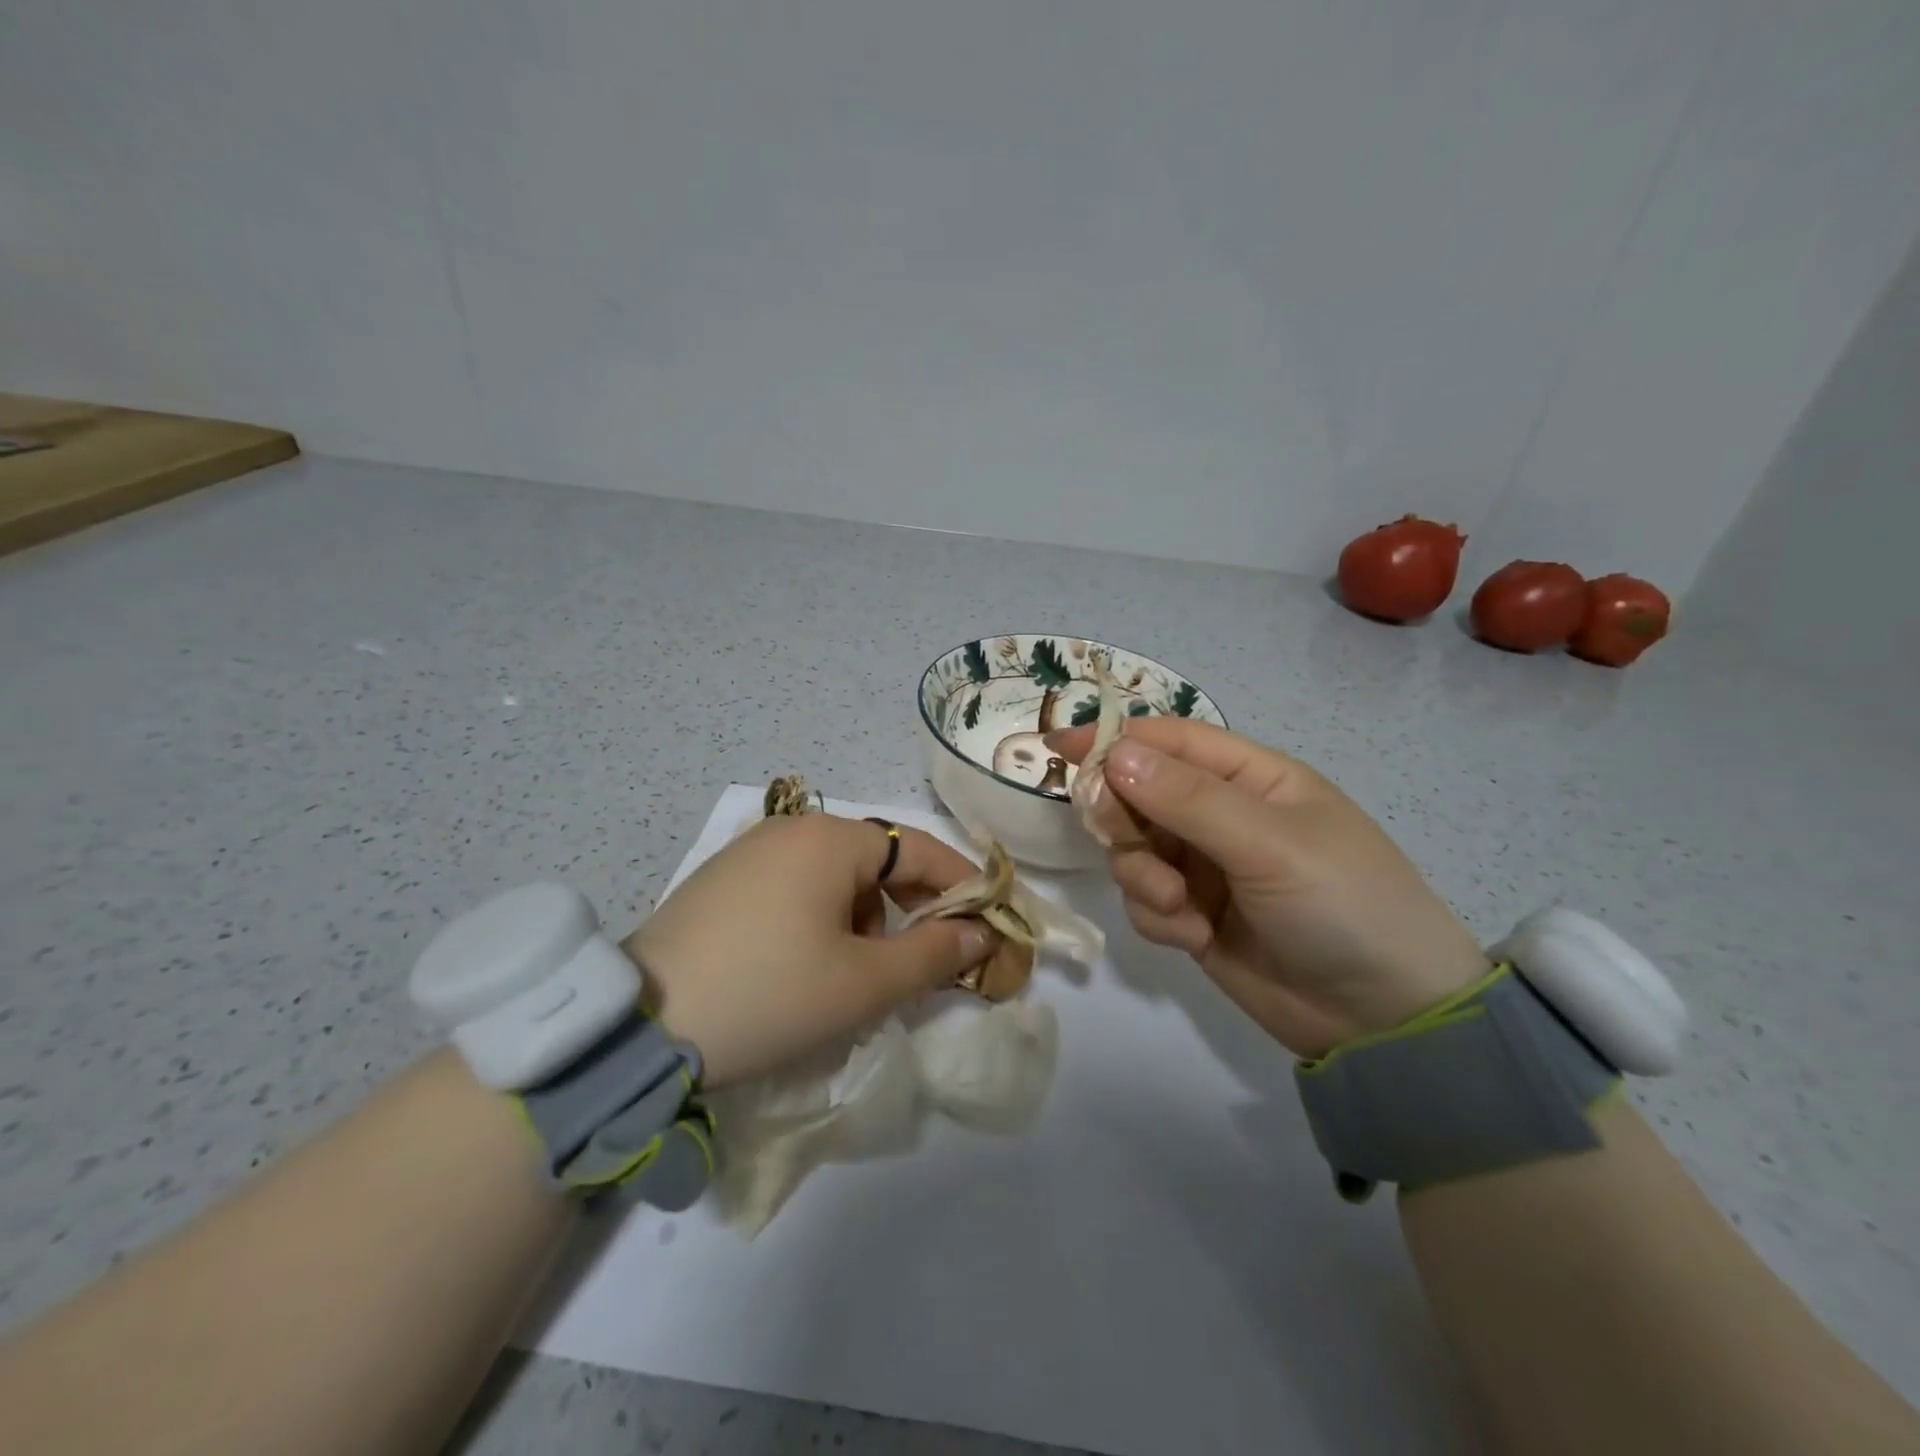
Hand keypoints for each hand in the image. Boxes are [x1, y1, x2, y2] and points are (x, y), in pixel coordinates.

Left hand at [624, 814, 996, 1087]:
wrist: (640, 1028)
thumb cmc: (771, 994)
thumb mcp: (863, 983)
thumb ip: (932, 954)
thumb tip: (978, 934)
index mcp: (831, 839)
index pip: (919, 849)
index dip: (960, 885)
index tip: (987, 922)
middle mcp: (791, 831)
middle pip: (876, 863)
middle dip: (906, 911)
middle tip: (914, 965)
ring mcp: (749, 852)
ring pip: (834, 878)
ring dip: (861, 920)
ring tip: (850, 977)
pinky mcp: (721, 882)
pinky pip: (793, 889)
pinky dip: (819, 920)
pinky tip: (802, 967)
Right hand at [1050, 719, 1488, 1057]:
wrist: (1386, 1019)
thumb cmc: (1343, 904)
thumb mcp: (1269, 843)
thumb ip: (1188, 799)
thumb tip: (1114, 755)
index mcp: (1250, 777)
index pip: (1169, 741)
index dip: (1114, 739)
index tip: (1058, 748)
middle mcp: (1221, 815)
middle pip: (1138, 794)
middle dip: (1124, 820)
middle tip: (1127, 843)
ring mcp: (1204, 867)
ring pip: (1133, 850)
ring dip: (1142, 876)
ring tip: (1180, 908)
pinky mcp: (1192, 915)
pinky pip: (1144, 900)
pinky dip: (1157, 916)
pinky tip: (1194, 938)